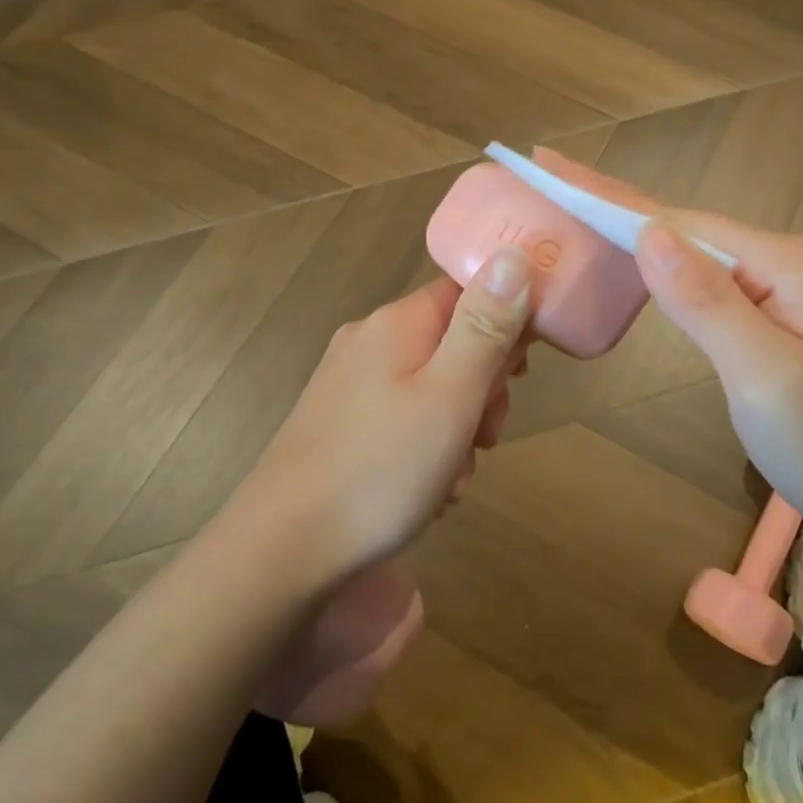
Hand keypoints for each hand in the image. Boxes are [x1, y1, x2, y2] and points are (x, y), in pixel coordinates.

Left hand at [235, 248, 534, 581]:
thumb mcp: (451, 396)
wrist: (283, 549)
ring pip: (433, 385)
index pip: (470, 292)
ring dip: (457, 427)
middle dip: (482, 389)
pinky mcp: (339, 420)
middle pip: (454, 341)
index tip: (520, 374)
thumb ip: (486, 327)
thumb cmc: (381, 469)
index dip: (507, 325)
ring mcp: (350, 381)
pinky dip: (425, 446)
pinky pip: (403, 416)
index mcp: (398, 323)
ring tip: (451, 478)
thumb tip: (514, 254)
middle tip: (483, 437)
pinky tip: (425, 489)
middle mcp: (370, 339)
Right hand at [534, 149, 802, 527]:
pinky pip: (705, 281)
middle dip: (613, 202)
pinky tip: (634, 257)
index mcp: (784, 262)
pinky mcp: (771, 316)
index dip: (610, 199)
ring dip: (632, 229)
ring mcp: (779, 287)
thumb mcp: (767, 376)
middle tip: (551, 171)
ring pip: (691, 252)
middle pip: (684, 226)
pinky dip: (660, 266)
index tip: (551, 170)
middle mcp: (783, 260)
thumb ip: (708, 302)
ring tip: (576, 205)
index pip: (680, 221)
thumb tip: (648, 233)